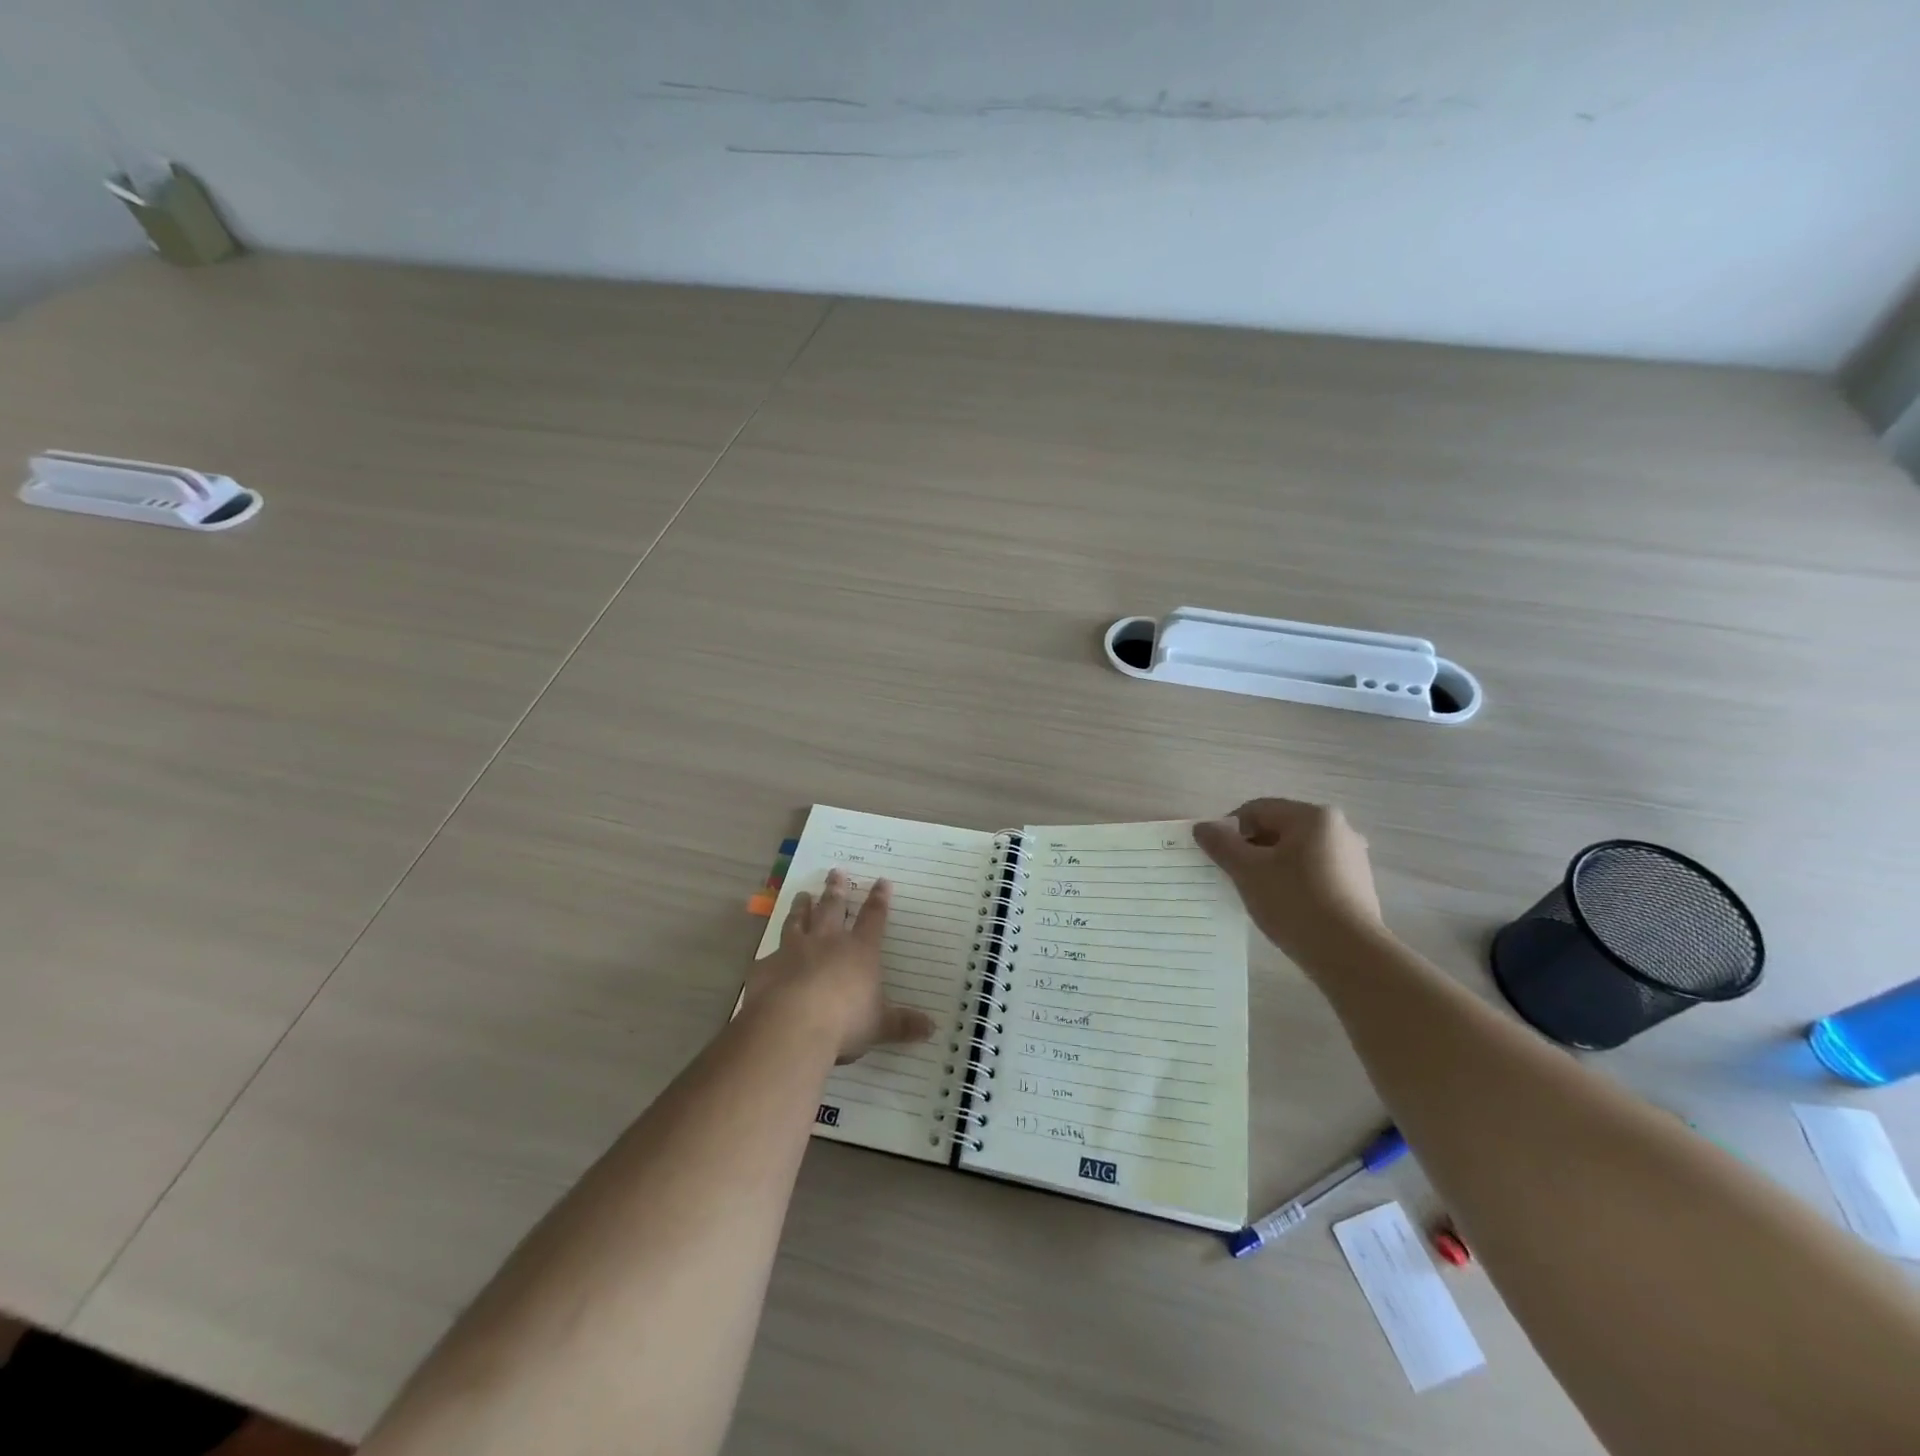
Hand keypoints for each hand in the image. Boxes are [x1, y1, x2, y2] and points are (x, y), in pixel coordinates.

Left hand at [745, 870, 934, 1062]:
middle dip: (836, 889)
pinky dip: (771, 953)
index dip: (879, 900)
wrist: (792, 1025)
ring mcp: (794, 950)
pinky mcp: (767, 966)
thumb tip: (933, 1028)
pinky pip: (770, 954)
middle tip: (835, 871)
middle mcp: (828, 942)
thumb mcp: (880, 1025)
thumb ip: (903, 1025)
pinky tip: (768, 954)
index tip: (882, 881)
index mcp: (860, 951)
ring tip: (802, 894)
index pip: (874, 919)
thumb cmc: (845, 1022)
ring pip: (799, 920)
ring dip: (802, 907)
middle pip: (833, 908)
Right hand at [1194, 799, 1384, 965]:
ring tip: (1256, 893)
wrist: (1350, 955)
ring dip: (1270, 866)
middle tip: (1233, 876)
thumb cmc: (1295, 902)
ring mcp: (1352, 857)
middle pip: (1278, 829)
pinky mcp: (1357, 884)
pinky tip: (1283, 905)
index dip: (1229, 830)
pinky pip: (1314, 871)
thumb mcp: (1247, 871)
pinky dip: (1293, 881)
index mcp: (1312, 816)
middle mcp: (1338, 829)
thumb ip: (1221, 844)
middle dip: (1251, 849)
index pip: (1257, 810)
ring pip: (1296, 852)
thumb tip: (1203, 827)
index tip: (1217, 857)